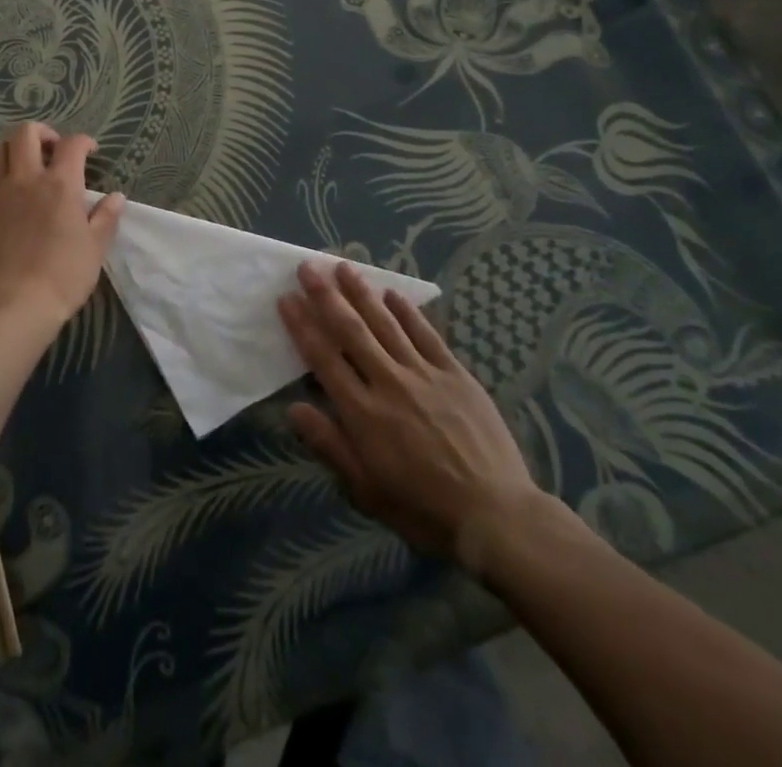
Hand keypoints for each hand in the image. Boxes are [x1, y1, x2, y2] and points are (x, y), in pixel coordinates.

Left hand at [0, 122, 125, 331]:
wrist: (12, 308)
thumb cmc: (62, 278)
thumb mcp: (95, 249)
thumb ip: (106, 218)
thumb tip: (117, 197)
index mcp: (60, 185)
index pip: (72, 145)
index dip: (83, 142)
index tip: (89, 152)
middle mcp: (24, 178)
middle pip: (26, 133)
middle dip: (41, 133)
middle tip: (50, 149)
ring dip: (11, 150)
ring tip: (19, 165)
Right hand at [279, 260, 542, 570]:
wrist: (495, 516)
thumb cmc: (423, 510)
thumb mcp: (367, 490)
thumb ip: (330, 445)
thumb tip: (294, 408)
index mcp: (363, 413)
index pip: (324, 359)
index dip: (302, 326)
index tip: (286, 298)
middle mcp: (389, 383)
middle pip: (351, 330)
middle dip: (326, 296)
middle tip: (308, 267)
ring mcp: (424, 374)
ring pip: (386, 323)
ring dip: (362, 292)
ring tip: (343, 266)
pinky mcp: (455, 374)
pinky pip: (427, 334)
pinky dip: (408, 311)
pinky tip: (393, 293)